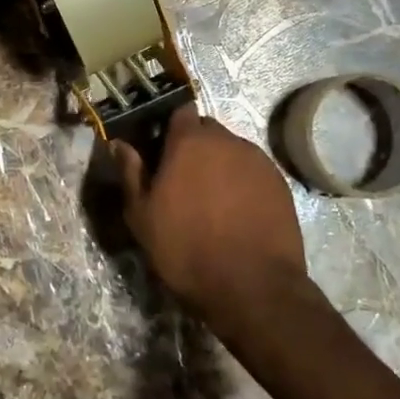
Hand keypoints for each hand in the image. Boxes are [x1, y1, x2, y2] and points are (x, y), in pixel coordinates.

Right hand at [113, 105, 313, 333]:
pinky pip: (254, 172)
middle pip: (208, 130)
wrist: (252, 286)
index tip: (163, 150)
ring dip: (221, 165)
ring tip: (214, 200)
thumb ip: (131, 173)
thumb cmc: (186, 248)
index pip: (180, 112)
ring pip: (233, 151)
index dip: (171, 128)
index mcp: (190, 142)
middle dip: (196, 146)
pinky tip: (238, 212)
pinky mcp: (280, 183)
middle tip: (185, 178)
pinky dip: (244, 183)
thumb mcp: (142, 216)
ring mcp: (258, 160)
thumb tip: (119, 144)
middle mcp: (227, 141)